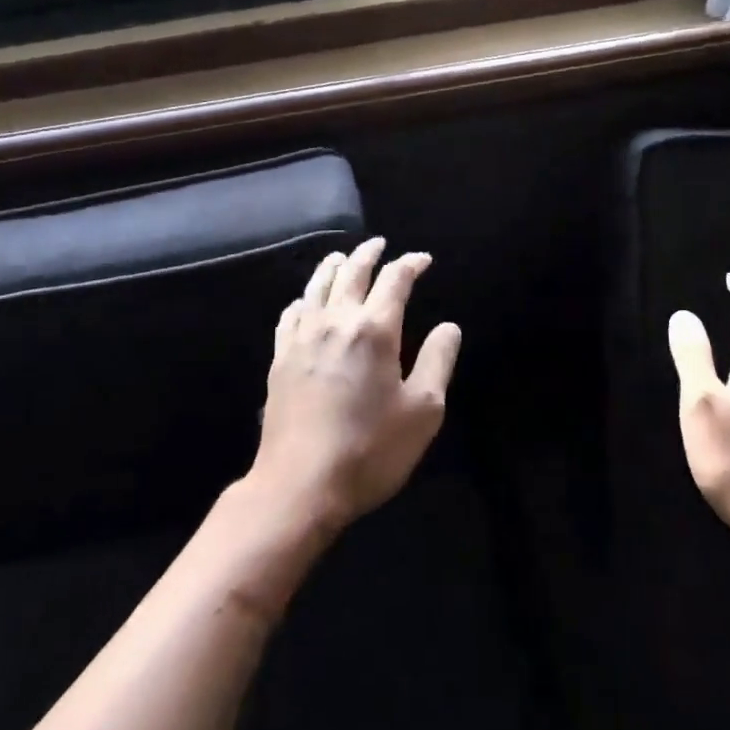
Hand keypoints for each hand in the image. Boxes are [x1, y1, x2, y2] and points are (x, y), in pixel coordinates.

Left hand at [249, 238, 461, 532]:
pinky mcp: (280, 357)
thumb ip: (437, 361)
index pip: (395, 280)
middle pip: (352, 272)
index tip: (422, 260)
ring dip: (333, 266)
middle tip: (379, 244)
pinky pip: (291, 314)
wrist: (300, 484)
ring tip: (342, 258)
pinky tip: (305, 302)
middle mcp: (336, 321)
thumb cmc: (370, 450)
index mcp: (375, 330)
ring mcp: (302, 337)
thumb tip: (449, 326)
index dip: (410, 264)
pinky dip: (304, 299)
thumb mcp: (423, 411)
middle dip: (369, 254)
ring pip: (317, 286)